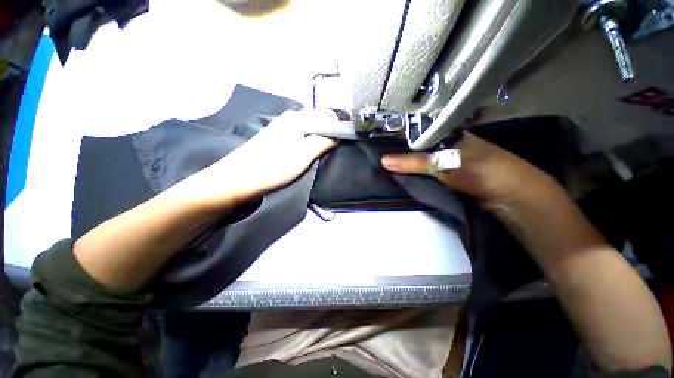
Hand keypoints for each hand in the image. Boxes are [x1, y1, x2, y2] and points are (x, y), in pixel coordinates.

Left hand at [181, 109, 337, 206]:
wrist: (240, 178)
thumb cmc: (275, 166)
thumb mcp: (305, 155)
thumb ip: (324, 141)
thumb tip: (339, 133)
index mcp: (297, 118)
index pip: (327, 115)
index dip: (338, 126)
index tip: (345, 139)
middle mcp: (289, 117)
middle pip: (316, 119)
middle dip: (329, 131)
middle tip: (336, 146)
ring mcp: (280, 126)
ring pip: (307, 126)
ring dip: (318, 135)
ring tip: (324, 149)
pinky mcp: (275, 137)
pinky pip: (298, 133)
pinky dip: (307, 139)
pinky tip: (307, 149)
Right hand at [381, 133, 547, 208]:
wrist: (505, 194)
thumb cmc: (476, 169)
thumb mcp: (441, 162)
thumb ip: (412, 161)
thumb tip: (383, 161)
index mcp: (443, 133)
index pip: (413, 132)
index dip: (395, 138)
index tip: (377, 145)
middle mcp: (441, 145)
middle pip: (413, 148)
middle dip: (396, 154)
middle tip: (376, 159)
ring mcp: (442, 161)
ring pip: (417, 161)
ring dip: (402, 165)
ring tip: (381, 168)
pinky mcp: (443, 176)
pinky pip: (422, 173)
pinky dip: (411, 175)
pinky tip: (398, 178)